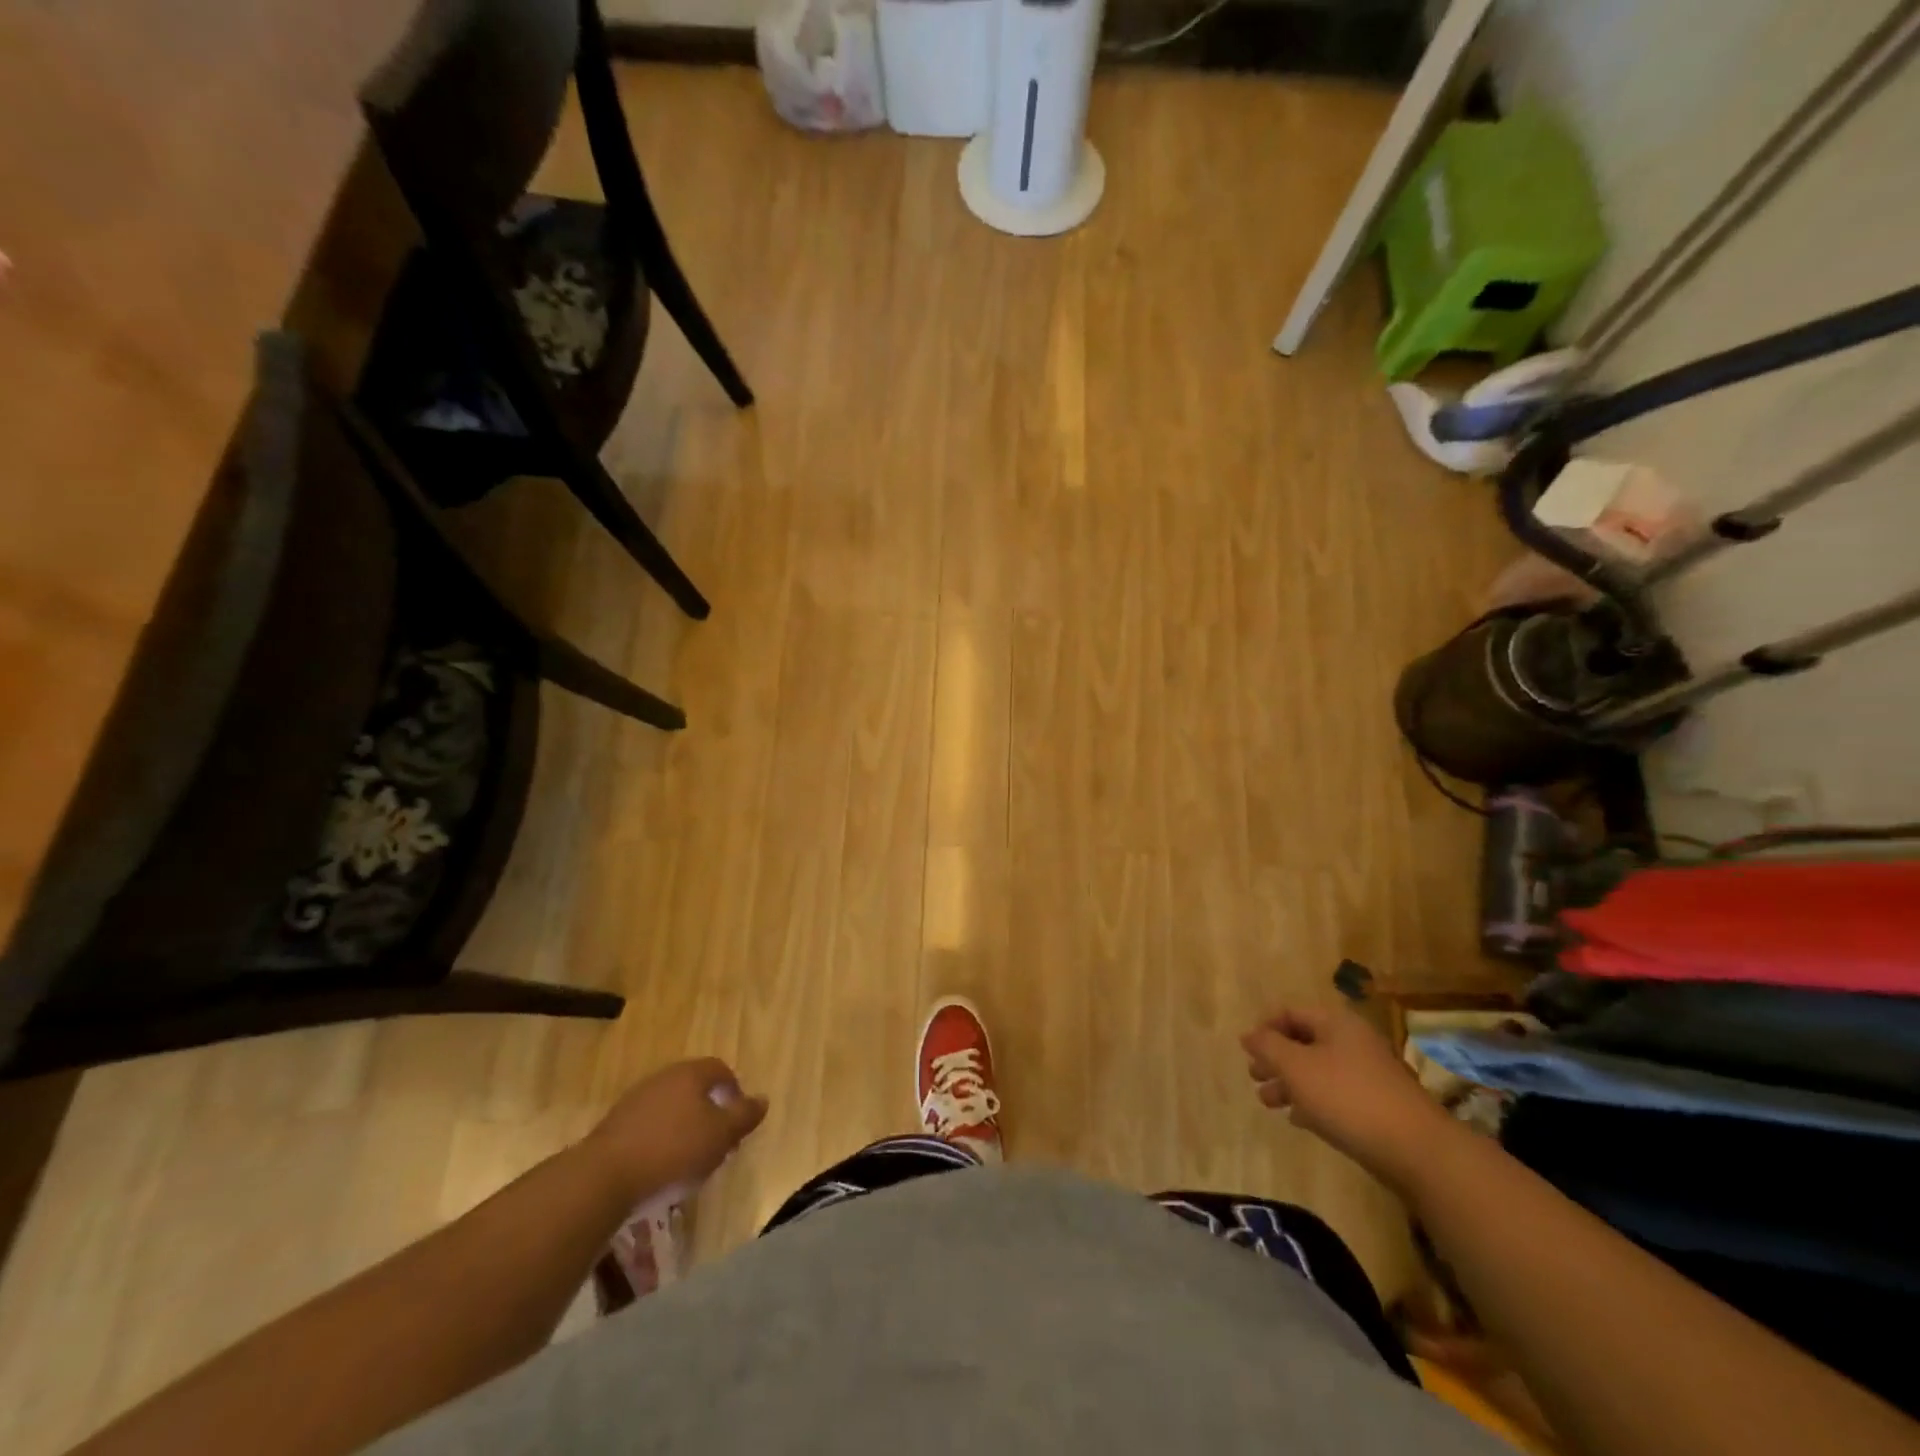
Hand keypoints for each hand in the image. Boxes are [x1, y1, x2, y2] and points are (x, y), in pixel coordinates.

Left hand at [583, 1058, 767, 1202]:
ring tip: (689, 1158)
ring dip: (683, 1126)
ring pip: (670, 1106)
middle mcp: (663, 1078)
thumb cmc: (673, 1150)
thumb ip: (744, 1116)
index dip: (734, 1091)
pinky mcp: (614, 1125)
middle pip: (694, 1087)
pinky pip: (648, 1125)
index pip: (720, 1070)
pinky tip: (660, 1166)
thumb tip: (763, 1099)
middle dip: (709, 1110)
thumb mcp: (720, 1136)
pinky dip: (659, 1140)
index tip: (738, 1119)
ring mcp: (635, 1100)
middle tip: (717, 1140)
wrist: (604, 1177)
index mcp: (691, 1073)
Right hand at [1240, 1002, 1457, 1194]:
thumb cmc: (1347, 1097)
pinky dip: (1313, 1101)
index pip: (1290, 1013)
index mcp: (1336, 1023)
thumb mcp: (1296, 1067)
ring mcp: (1368, 1074)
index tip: (1246, 1051)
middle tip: (1254, 1077)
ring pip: (1318, 1070)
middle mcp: (1353, 1041)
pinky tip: (1299, 1120)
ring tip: (1269, 1103)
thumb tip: (1248, 1034)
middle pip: (1304, 1042)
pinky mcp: (1377, 1105)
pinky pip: (1335, 1094)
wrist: (1416, 1150)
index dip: (1265, 1028)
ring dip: (1290, 1083)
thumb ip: (1268, 1046)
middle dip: (1275, 1059)